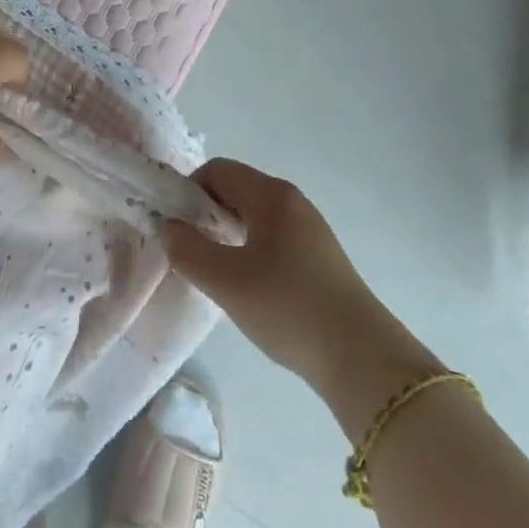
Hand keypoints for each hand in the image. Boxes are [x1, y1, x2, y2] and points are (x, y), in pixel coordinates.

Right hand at [163, 159, 426, 395]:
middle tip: (190, 250)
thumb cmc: (288, 308)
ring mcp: (308, 226)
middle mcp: (291, 200)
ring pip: (254, 213)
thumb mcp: (227, 282)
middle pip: (236, 188)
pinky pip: (272, 234)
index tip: (176, 227)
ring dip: (228, 231)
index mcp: (270, 194)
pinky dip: (250, 246)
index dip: (189, 191)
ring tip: (216, 269)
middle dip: (206, 212)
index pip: (217, 170)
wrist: (361, 357)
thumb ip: (188, 250)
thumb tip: (167, 226)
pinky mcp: (318, 254)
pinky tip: (248, 283)